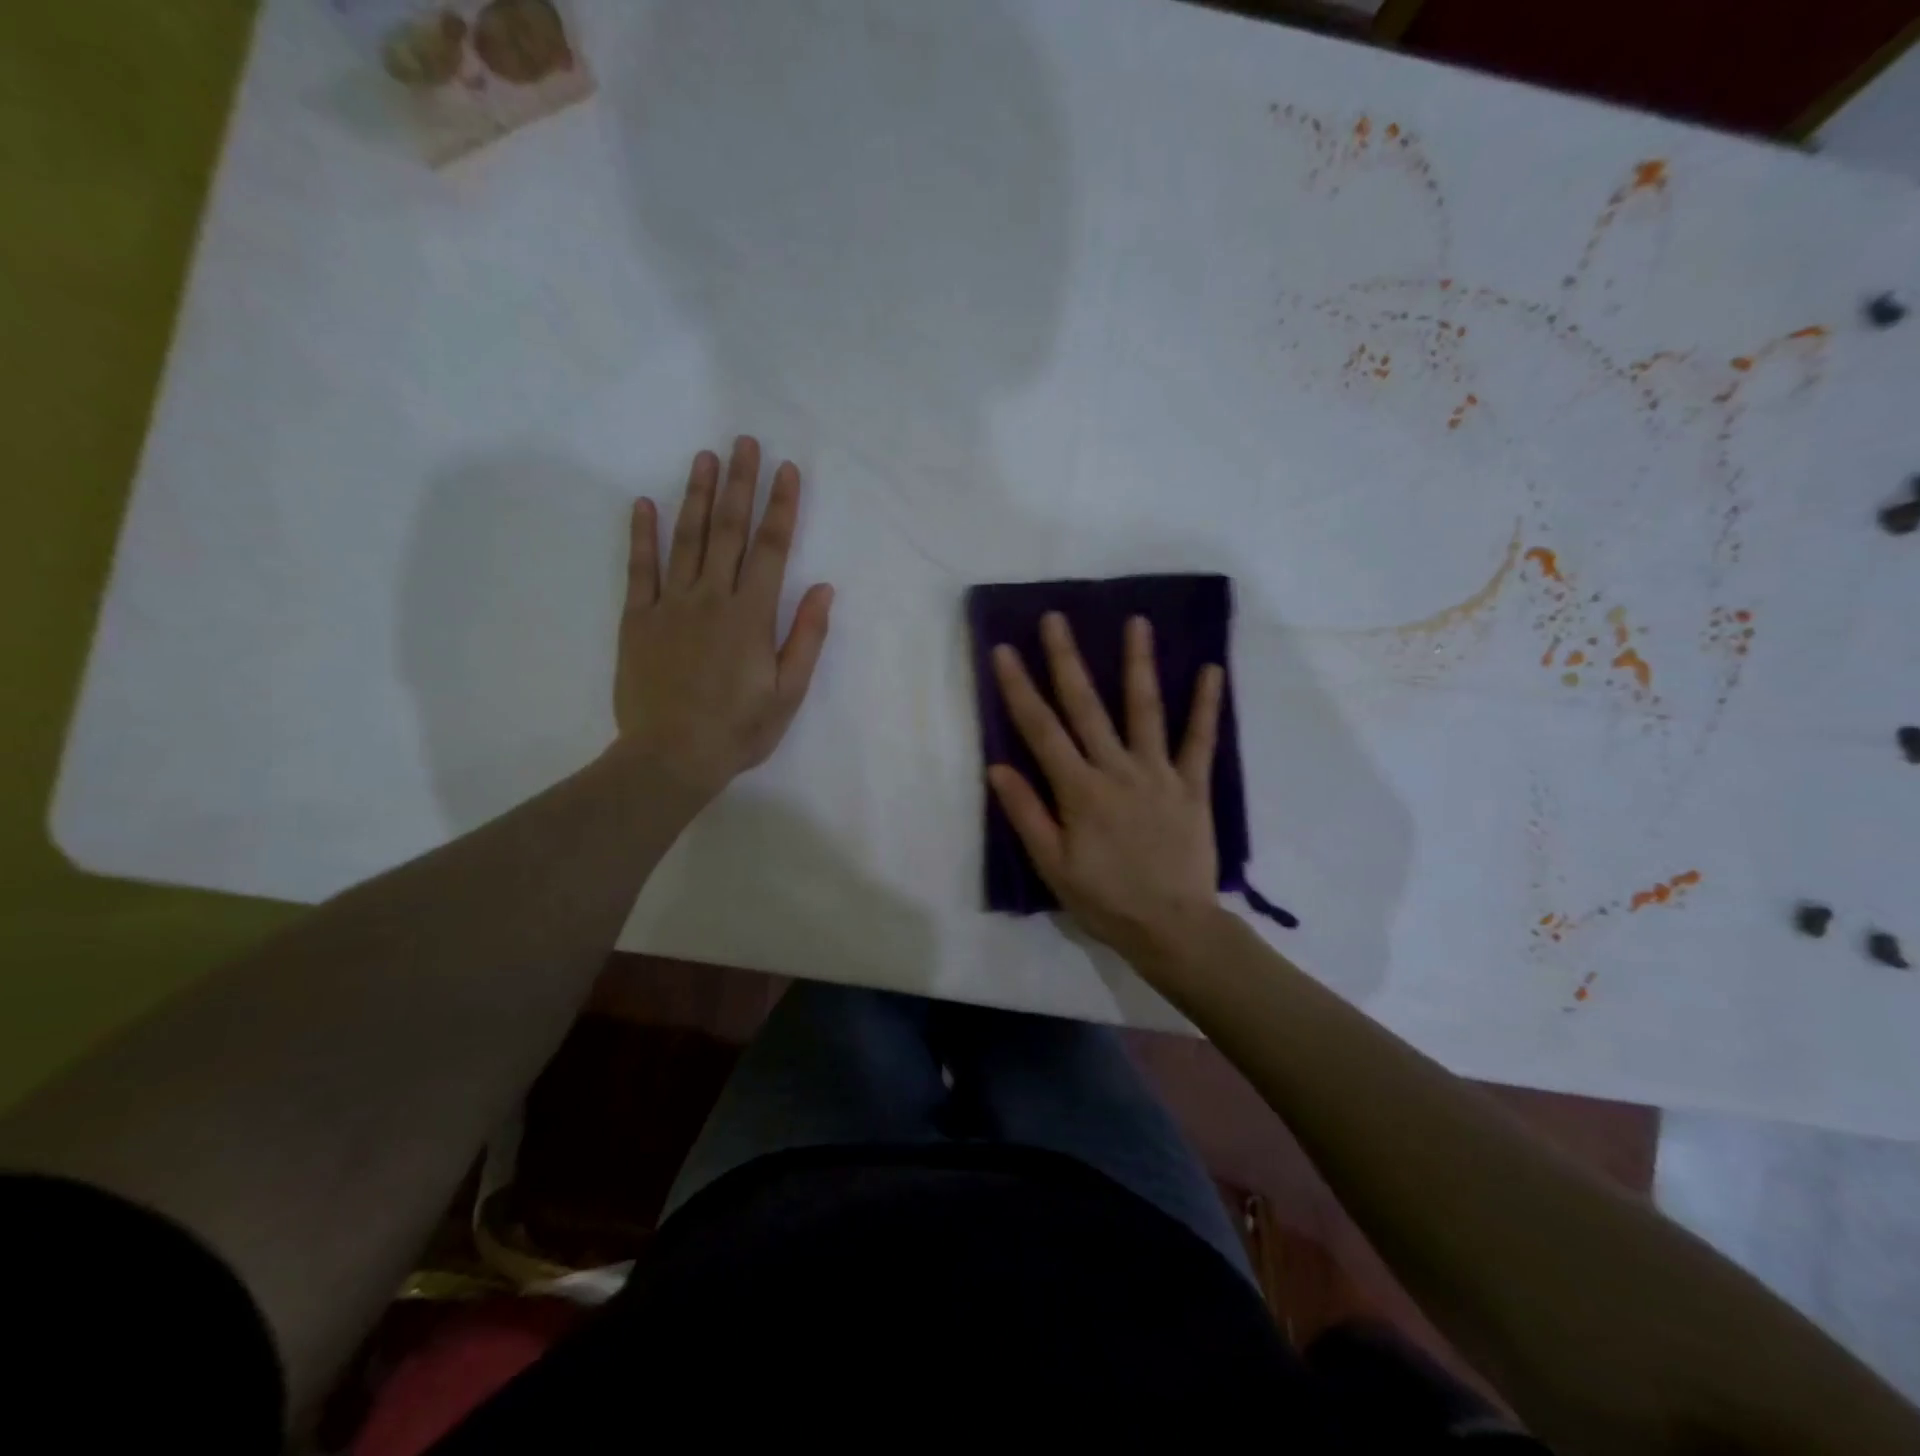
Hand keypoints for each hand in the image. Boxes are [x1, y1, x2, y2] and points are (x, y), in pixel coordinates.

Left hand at [614, 437, 832, 798]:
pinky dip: (642, 535)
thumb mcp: (788, 692)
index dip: (782, 506)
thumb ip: (806, 637)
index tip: (787, 470)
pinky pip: (640, 569)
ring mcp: (671, 605)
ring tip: (705, 458)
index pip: (772, 549)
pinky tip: (644, 504)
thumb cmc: (739, 729)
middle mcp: (712, 598)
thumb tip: (823, 588)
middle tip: (744, 442)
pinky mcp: (638, 619)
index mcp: (752, 615)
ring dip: (696, 495)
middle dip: (740, 484)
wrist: (671, 756)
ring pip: (686, 539)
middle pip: (728, 530)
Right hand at [988, 613, 1224, 967]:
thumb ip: (1027, 814)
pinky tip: (1211, 670)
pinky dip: (1206, 705)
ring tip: (1137, 622)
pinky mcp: (1192, 786)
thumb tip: (997, 767)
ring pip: (1145, 710)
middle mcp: (1116, 770)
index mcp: (1079, 790)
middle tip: (1056, 618)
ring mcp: (1158, 774)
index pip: (1041, 730)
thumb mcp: (1053, 866)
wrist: (1172, 927)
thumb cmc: (1105, 900)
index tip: (1004, 651)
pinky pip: (1199, 740)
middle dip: (1067, 660)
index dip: (1019, 688)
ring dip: (1138, 664)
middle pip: (1087, 707)